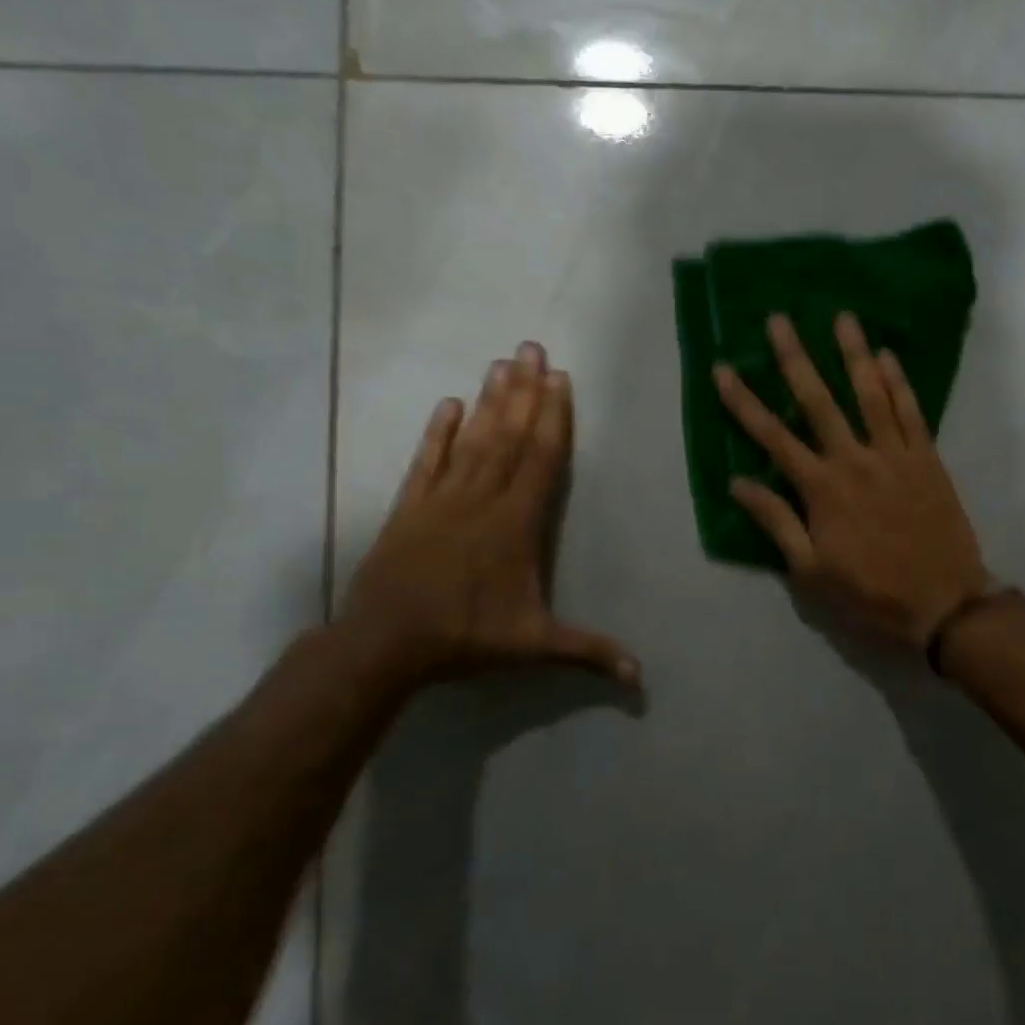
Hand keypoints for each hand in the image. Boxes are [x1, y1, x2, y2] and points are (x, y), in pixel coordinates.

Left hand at [337, 342, 638, 690]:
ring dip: (490, 400)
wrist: (384, 644)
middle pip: (510, 436)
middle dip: (525, 391)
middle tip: (532, 348)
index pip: (541, 458)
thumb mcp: (533, 645)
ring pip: (474, 439)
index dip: (553, 417)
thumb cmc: (465, 637)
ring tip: (502, 362)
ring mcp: (443, 498)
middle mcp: (483, 498)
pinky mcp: (411, 507)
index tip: (559, 379)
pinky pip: (428, 461)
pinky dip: (439, 432)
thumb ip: (588, 652)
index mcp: (517, 522)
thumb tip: (640, 677)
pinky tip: (449, 404)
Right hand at [713, 313, 990, 648]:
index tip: (723, 369)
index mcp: (821, 489)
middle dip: (794, 358)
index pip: (772, 437)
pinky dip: (899, 381)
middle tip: (779, 319)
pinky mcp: (927, 458)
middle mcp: (854, 460)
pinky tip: (888, 355)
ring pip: (870, 394)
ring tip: (841, 317)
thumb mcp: (811, 572)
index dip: (743, 401)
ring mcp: (894, 455)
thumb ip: (776, 522)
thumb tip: (737, 483)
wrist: (943, 605)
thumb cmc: (870, 593)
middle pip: (818, 401)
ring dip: (853, 354)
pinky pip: (911, 411)